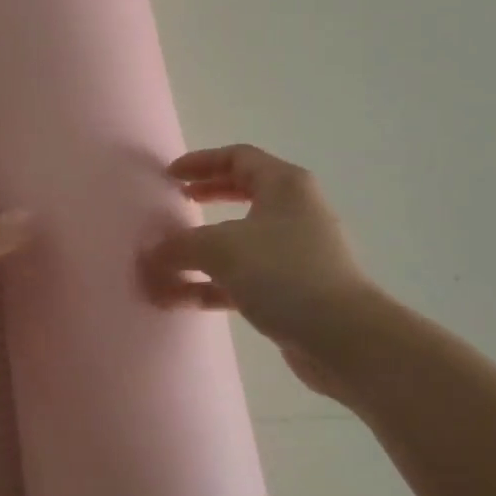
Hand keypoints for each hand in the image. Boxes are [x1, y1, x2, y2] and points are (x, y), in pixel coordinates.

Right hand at [141, 145, 376, 396]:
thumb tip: (152, 252)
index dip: (201, 162)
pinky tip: (182, 299)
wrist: (343, 338)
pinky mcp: (293, 290)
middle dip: (206, 197)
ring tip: (167, 262)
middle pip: (242, 193)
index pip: (238, 157)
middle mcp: (294, 212)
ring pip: (240, 240)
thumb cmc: (284, 273)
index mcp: (284, 185)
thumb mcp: (221, 249)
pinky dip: (213, 283)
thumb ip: (180, 245)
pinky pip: (244, 277)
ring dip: (202, 250)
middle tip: (176, 203)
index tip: (170, 176)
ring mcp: (295, 253)